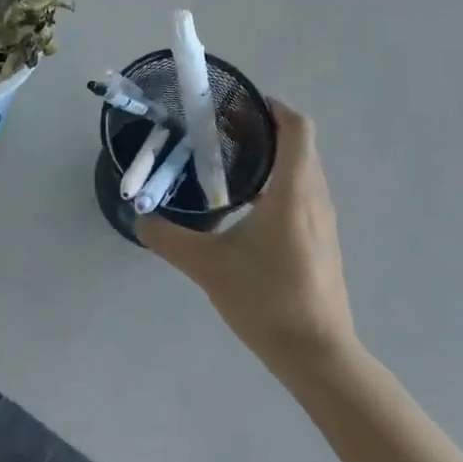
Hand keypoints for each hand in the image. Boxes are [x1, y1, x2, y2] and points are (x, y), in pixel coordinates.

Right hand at [138, 100, 356, 377]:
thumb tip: (139, 217)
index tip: (239, 104)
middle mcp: (315, 197)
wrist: (319, 357)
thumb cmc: (267, 299)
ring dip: (273, 156)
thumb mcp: (208, 266)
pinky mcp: (323, 242)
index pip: (297, 127)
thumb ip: (169, 238)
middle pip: (299, 144)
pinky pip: (304, 193)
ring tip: (230, 163)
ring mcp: (323, 221)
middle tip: (222, 130)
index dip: (273, 107)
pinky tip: (248, 207)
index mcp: (293, 190)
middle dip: (264, 129)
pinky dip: (279, 182)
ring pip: (302, 169)